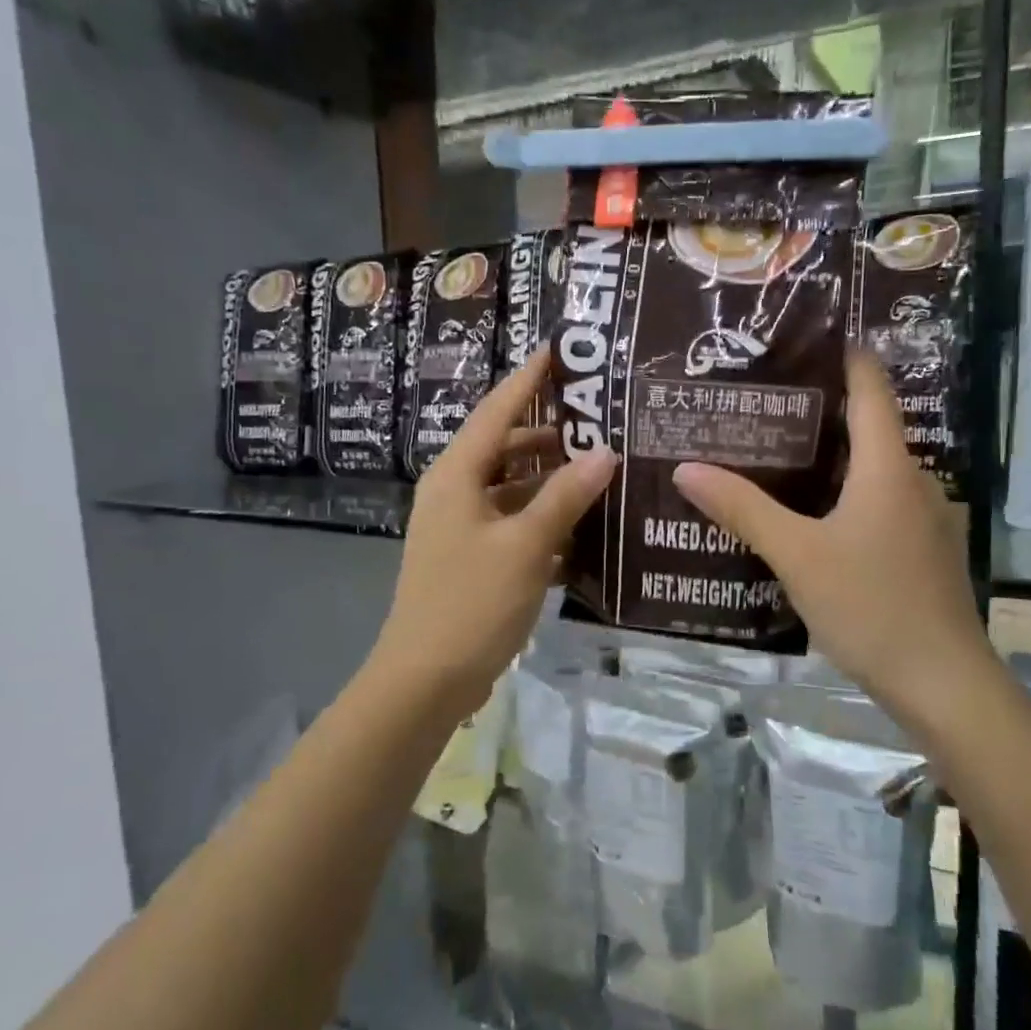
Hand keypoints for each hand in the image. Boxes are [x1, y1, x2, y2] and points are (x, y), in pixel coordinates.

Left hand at [369, 348, 615, 723]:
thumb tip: (605, 452)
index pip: (497, 411)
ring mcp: (462, 529)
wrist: (425, 680)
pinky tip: (583, 528)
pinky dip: (544, 521)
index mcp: (457, 476)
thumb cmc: (471, 602)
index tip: (560, 350)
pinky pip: (514, 525)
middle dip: (550, 434)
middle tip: (601, 419)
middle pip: (506, 448)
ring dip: (552, 481)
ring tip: (602, 469)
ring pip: (513, 489)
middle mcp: (455, 493)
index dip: (529, 379)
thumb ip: (565, 496)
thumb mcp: (525, 545)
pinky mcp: (473, 560)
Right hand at [672, 349, 994, 715]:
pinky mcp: (924, 552)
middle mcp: (914, 482)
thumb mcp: (797, 555)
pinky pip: (880, 506)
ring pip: (873, 472)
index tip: (804, 339)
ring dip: (831, 460)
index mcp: (888, 468)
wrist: (942, 683)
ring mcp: (925, 519)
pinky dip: (845, 497)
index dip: (845, 357)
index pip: (871, 389)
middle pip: (868, 429)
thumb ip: (743, 509)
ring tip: (775, 459)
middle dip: (820, 413)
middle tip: (762, 405)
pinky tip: (811, 519)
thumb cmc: (871, 606)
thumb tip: (687, 468)